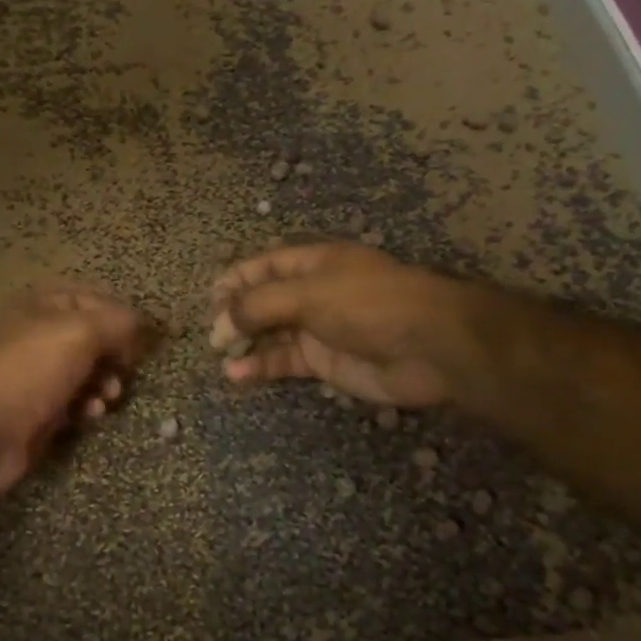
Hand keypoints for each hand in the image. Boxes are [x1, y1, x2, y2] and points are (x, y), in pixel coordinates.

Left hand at [0, 284, 156, 497]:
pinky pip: (74, 402)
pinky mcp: (38, 410)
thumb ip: (117, 322)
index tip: (143, 337)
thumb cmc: (31, 371)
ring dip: (105, 382)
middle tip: (127, 369)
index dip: (120, 314)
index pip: (91, 298)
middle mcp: (35, 335)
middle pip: (91, 338)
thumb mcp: (80, 333)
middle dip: (115, 353)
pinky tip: (90, 415)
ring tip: (108, 395)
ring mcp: (35, 375)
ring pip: (85, 372)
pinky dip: (87, 406)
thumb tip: (142, 324)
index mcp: (38, 306)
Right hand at [210, 242, 468, 406]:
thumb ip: (259, 305)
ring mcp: (320, 329)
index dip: (236, 278)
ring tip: (220, 357)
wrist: (431, 347)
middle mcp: (314, 293)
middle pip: (265, 301)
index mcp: (314, 264)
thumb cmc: (368, 304)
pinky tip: (238, 377)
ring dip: (246, 344)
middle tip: (212, 334)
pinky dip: (262, 368)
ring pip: (272, 335)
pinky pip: (286, 362)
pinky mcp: (326, 363)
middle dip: (236, 315)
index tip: (209, 298)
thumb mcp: (308, 294)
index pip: (265, 265)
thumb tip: (221, 323)